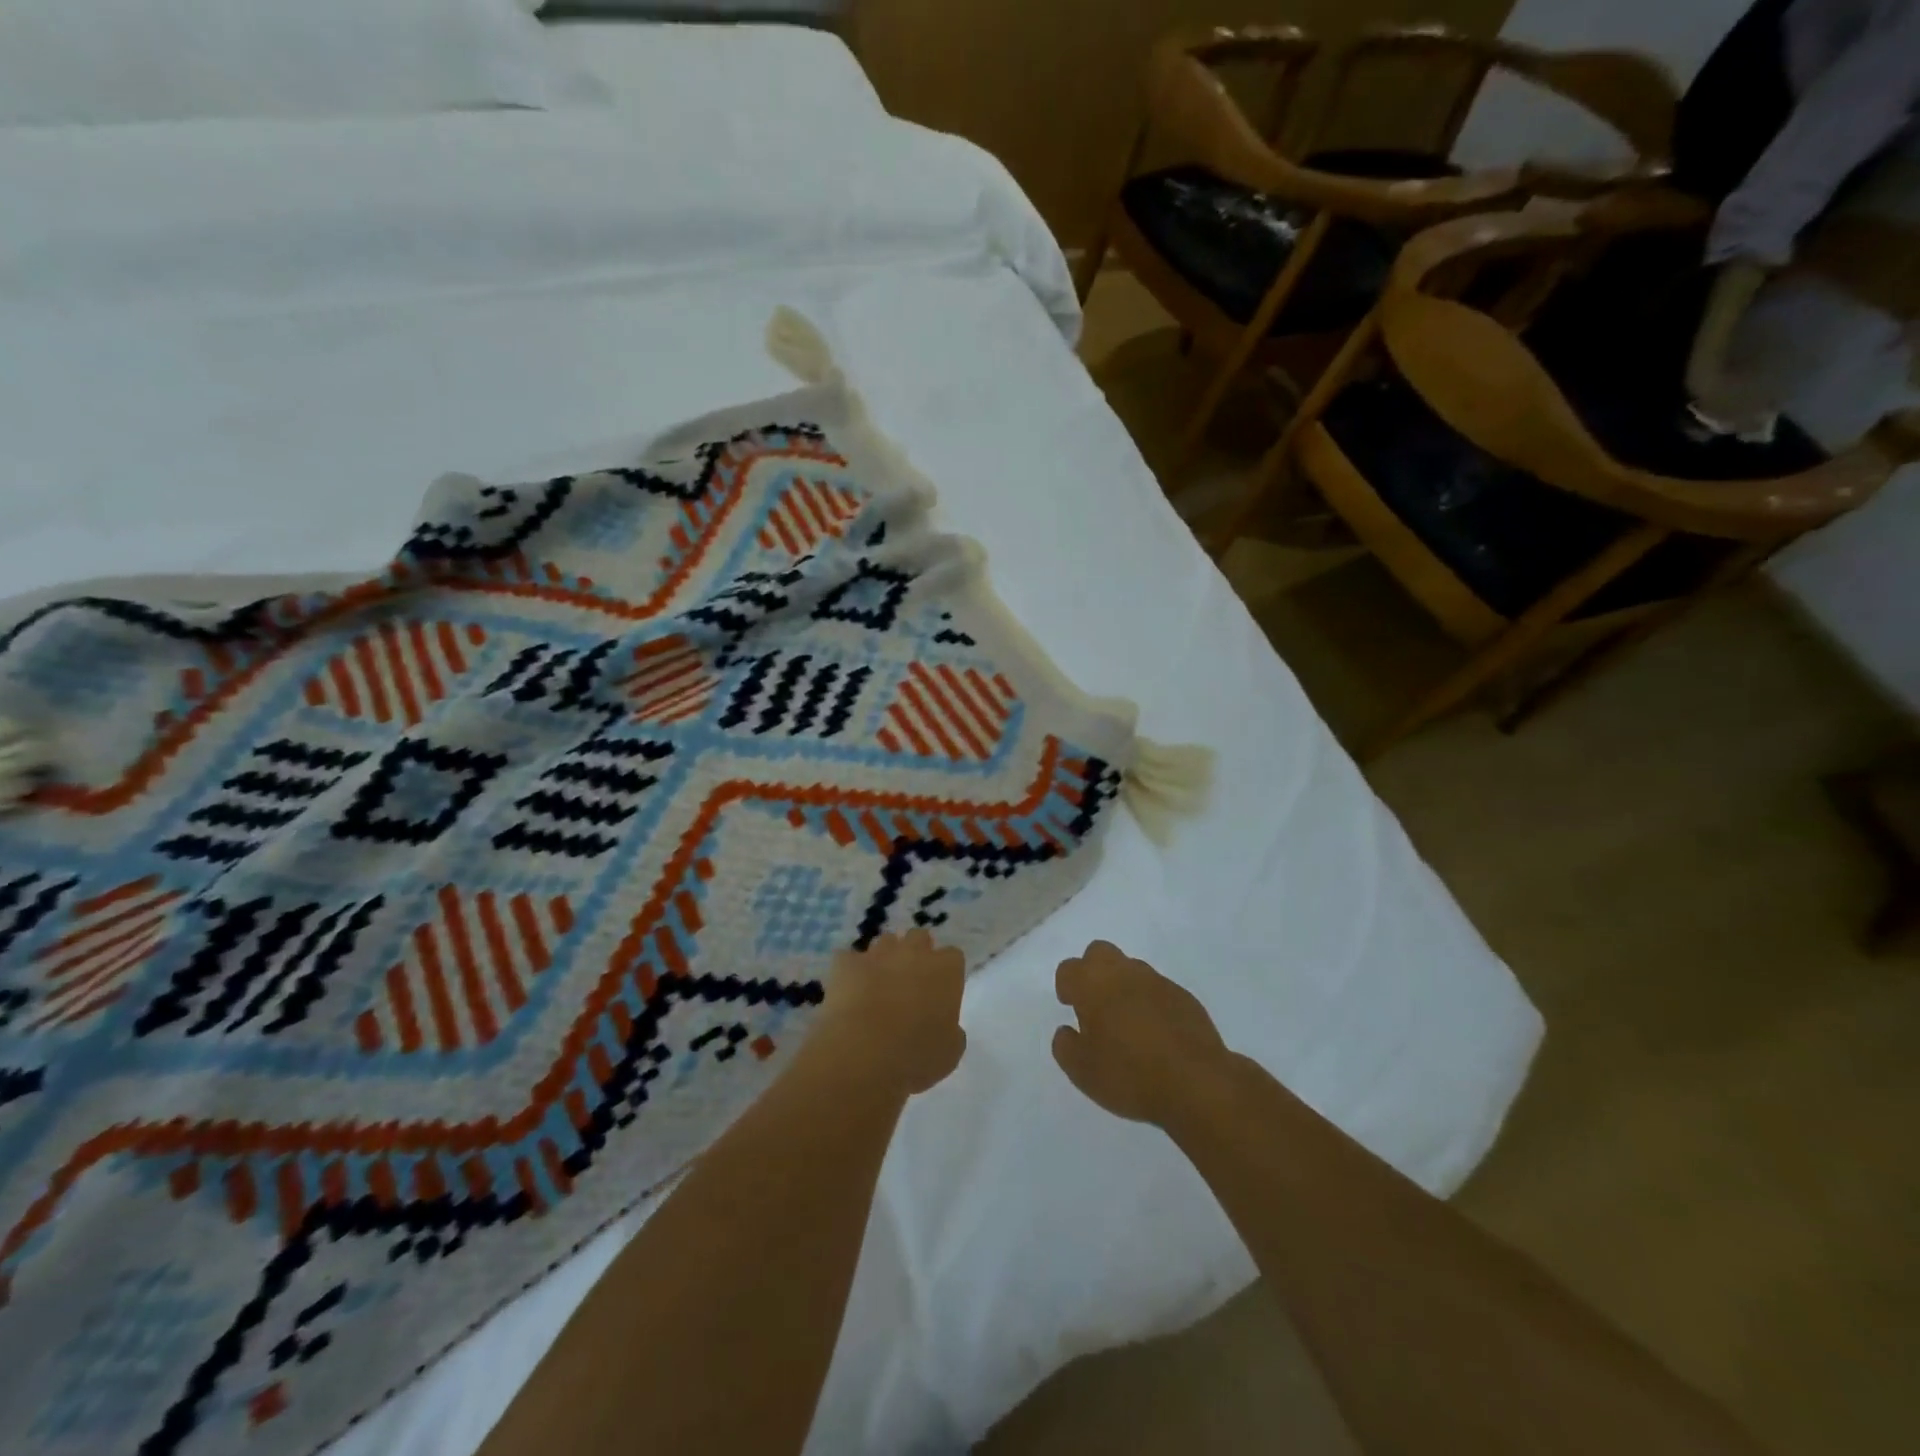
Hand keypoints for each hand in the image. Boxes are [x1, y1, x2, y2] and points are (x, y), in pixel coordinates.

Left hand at [804, 930, 966, 1097]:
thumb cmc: (916, 1056)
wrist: (861, 1054)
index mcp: (946, 970)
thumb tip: (946, 1027)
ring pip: (885, 942)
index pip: (953, 956)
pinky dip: (850, 971)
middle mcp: (914, 952)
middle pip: (919, 938)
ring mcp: (877, 954)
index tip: (940, 993)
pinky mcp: (845, 963)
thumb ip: (952, 1031)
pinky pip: (849, 959)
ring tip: (878, 987)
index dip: (946, 973)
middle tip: (910, 984)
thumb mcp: (950, 1052)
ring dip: (885, 959)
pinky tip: (848, 992)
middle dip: (916, 954)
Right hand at [1052, 941, 1231, 1126]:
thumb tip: (1067, 1030)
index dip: (1066, 986)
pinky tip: (1155, 1033)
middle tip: (1095, 1005)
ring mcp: (1157, 981)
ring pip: (1131, 969)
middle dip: (1092, 971)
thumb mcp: (1082, 1071)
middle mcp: (1124, 972)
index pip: (1069, 969)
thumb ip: (1066, 1046)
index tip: (1070, 1007)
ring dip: (1123, 986)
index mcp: (1093, 984)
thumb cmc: (1129, 1075)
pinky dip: (1150, 1002)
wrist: (1196, 1083)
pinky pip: (1157, 989)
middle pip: (1099, 952)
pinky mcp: (1184, 996)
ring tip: (1127, 1023)